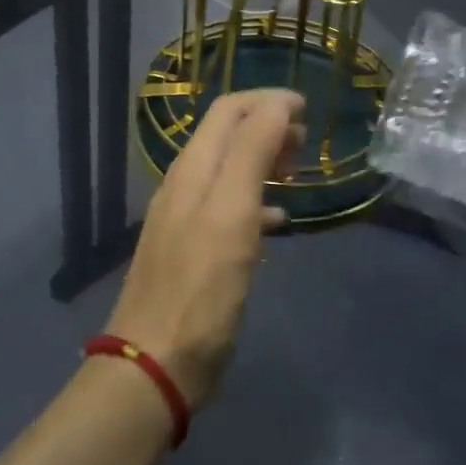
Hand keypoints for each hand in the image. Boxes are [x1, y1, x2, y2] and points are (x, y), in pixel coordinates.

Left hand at [107, 89, 303, 408]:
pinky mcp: (192, 249)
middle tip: (306, 146)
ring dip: (264, 160)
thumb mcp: (232, 212)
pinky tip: (278, 220)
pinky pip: (228, 206)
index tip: (309, 110)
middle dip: (268, 127)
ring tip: (297, 174)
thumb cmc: (202, 286)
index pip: (230, 109)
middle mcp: (185, 182)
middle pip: (228, 134)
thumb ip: (253, 151)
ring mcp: (185, 216)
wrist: (156, 364)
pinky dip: (256, 200)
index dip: (268, 100)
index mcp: (193, 167)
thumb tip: (278, 103)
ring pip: (229, 168)